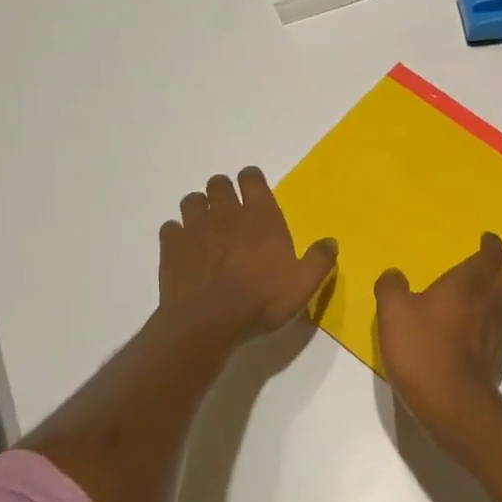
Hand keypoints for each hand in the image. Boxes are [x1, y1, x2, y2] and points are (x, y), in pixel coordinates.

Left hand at [159, 167, 336, 346]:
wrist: (208, 323)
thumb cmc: (261, 300)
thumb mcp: (303, 285)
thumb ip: (319, 260)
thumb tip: (331, 242)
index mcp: (260, 217)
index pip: (252, 179)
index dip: (252, 180)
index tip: (253, 188)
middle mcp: (226, 214)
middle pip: (218, 184)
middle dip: (223, 191)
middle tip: (230, 209)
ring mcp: (194, 228)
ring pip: (192, 201)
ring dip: (199, 208)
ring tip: (206, 226)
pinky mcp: (171, 247)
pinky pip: (171, 228)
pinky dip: (177, 233)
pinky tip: (185, 248)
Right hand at [374, 232, 501, 431]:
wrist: (452, 402)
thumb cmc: (423, 347)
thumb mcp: (393, 311)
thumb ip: (392, 287)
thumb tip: (394, 274)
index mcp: (470, 282)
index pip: (492, 254)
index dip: (491, 245)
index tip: (487, 240)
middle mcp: (493, 302)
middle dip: (496, 274)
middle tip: (480, 276)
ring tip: (488, 307)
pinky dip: (500, 333)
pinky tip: (484, 341)